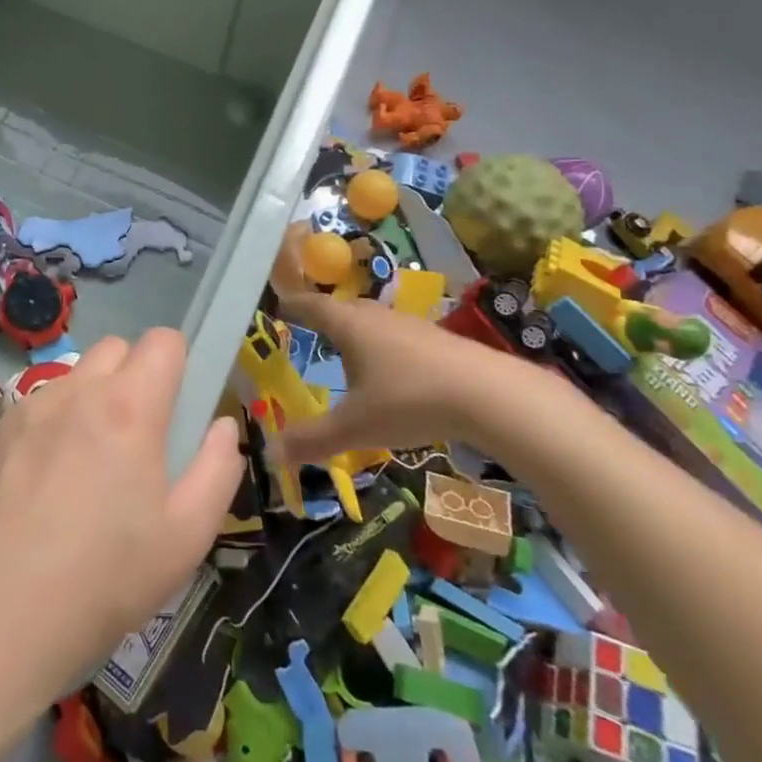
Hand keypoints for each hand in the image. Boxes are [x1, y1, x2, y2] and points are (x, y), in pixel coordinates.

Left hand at [0, 330, 244, 707]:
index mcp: (129, 406)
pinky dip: (53, 425)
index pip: (163, 340)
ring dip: (92, 400)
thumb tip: (221, 426)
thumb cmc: (104, 580)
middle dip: (135, 376)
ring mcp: (29, 407)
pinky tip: (44, 485)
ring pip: (75, 377)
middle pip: (116, 348)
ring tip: (87, 466)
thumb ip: (217, 469)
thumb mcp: (186, 537)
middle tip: (137, 438)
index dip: (178, 364)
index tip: (178, 407)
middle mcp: (77, 390)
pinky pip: (38, 406)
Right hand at [276, 291, 531, 463]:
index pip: (312, 306)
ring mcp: (411, 326)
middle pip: (343, 309)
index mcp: (350, 326)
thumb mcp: (356, 427)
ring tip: (348, 354)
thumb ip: (313, 440)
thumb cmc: (409, 400)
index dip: (293, 305)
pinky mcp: (438, 340)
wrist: (490, 394)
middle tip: (309, 330)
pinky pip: (398, 337)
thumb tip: (271, 455)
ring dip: (357, 333)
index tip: (279, 305)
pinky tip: (393, 372)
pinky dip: (385, 348)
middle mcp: (377, 317)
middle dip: (324, 318)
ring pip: (374, 322)